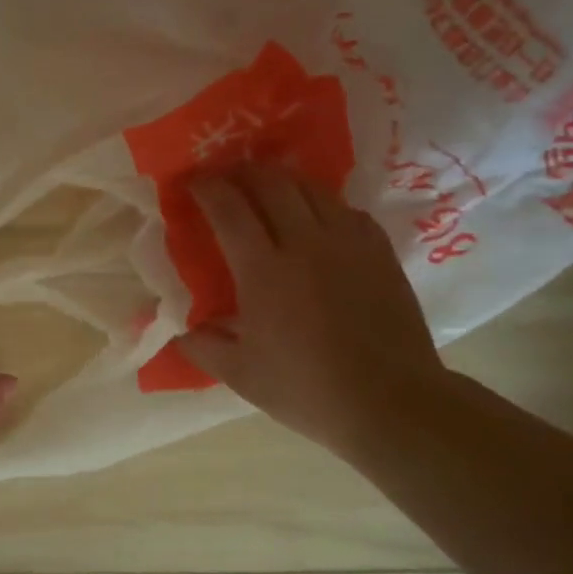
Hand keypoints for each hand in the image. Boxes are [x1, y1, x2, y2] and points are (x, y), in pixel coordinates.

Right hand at [172, 164, 450, 460]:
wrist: (391, 402)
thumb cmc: (306, 389)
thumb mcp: (240, 375)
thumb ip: (202, 346)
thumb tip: (180, 330)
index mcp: (264, 270)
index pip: (229, 209)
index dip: (206, 188)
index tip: (190, 182)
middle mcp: (305, 243)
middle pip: (272, 183)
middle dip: (242, 171)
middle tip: (225, 176)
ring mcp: (348, 243)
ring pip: (312, 188)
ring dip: (282, 179)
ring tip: (267, 186)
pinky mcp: (379, 251)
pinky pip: (345, 208)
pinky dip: (321, 202)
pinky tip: (316, 217)